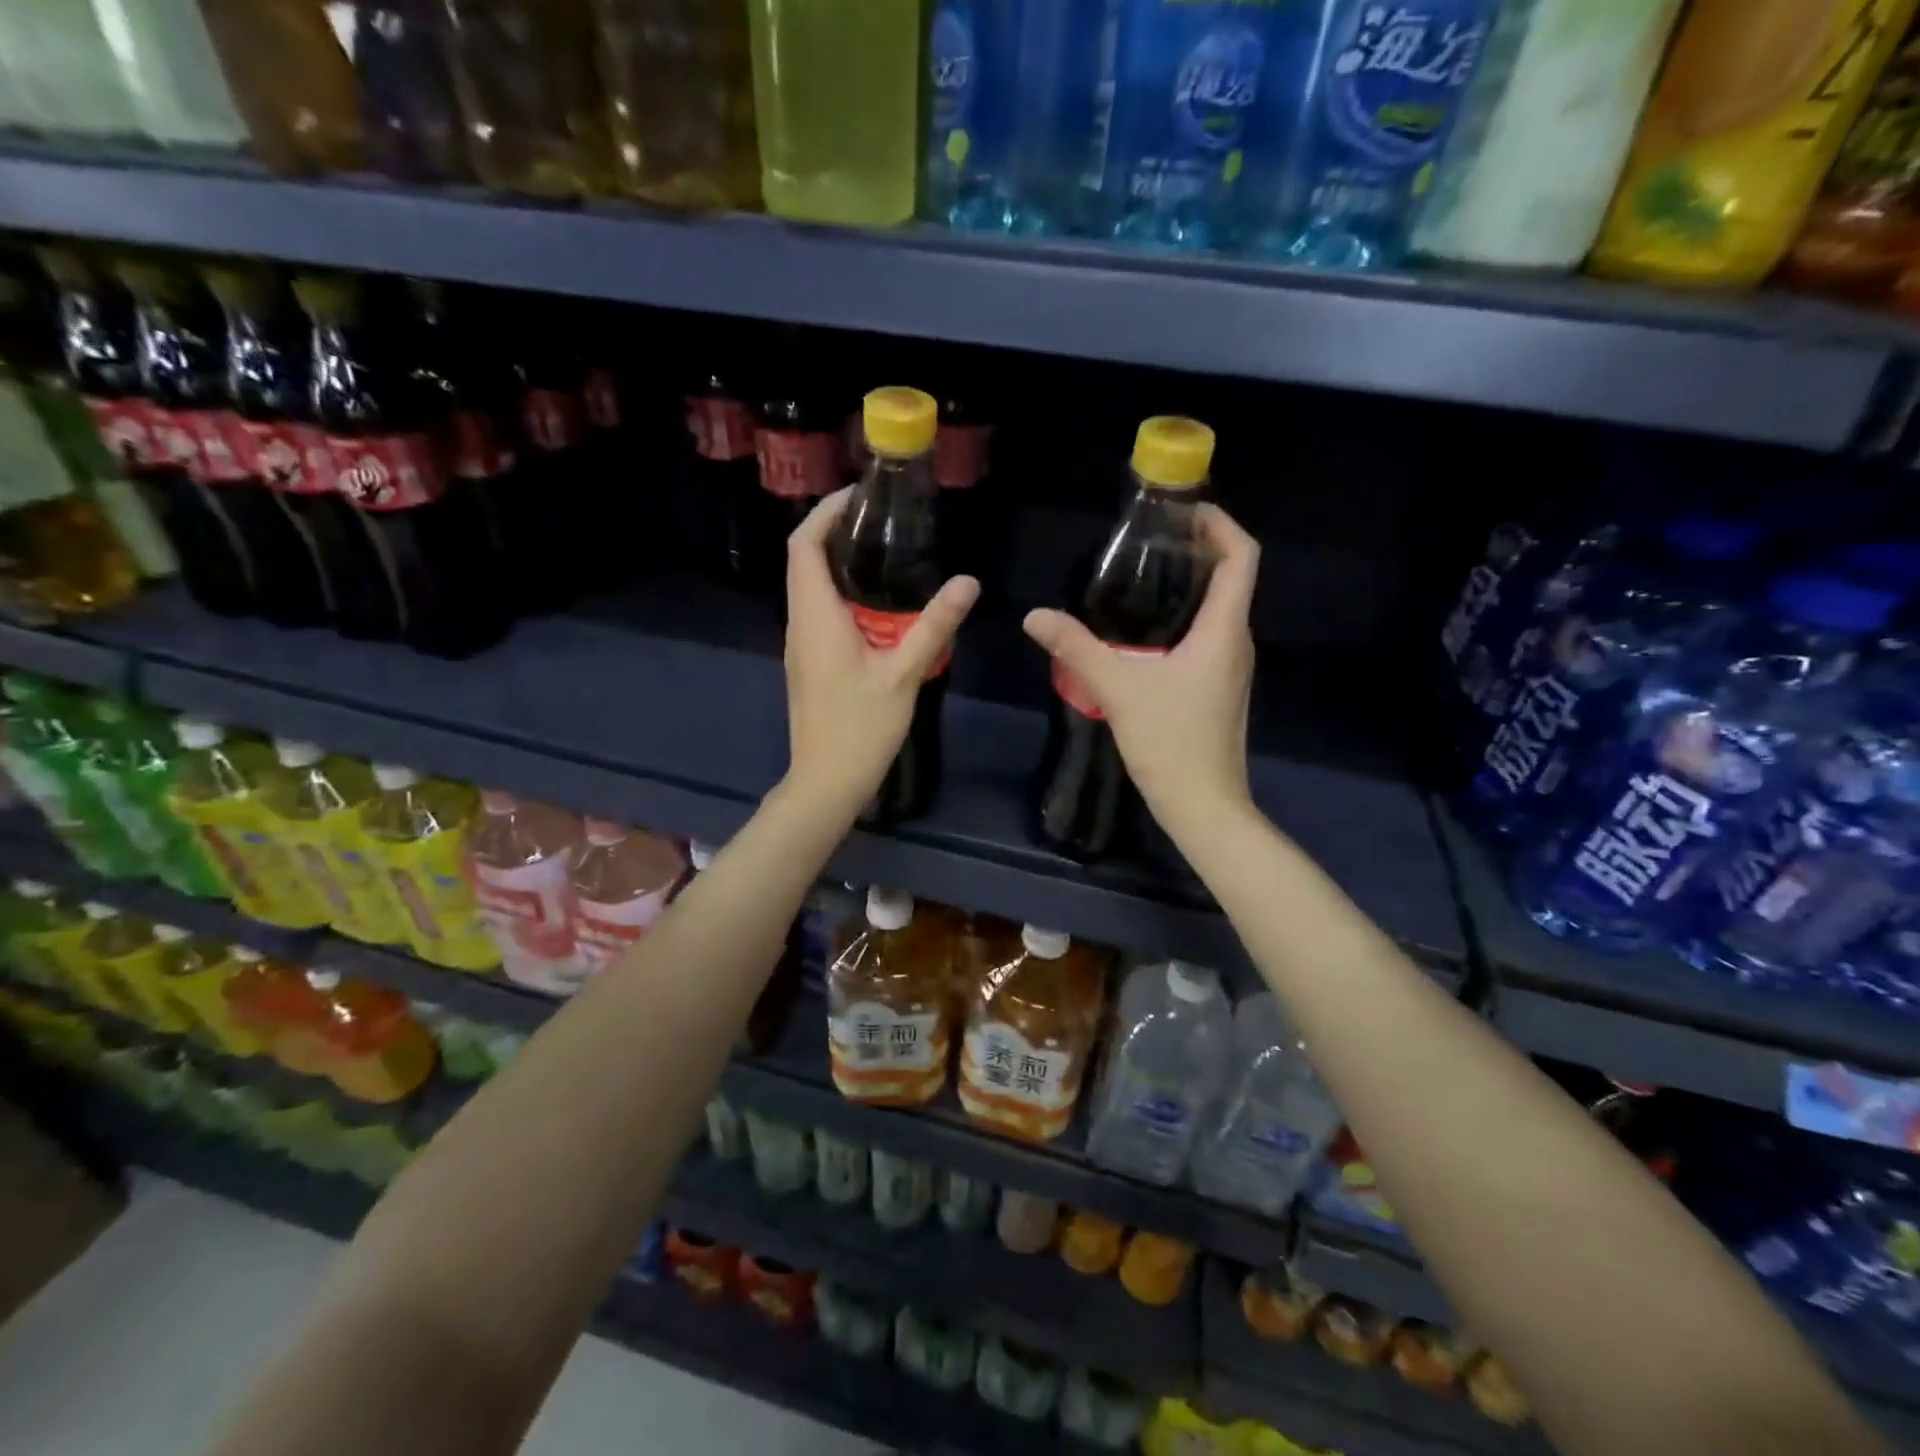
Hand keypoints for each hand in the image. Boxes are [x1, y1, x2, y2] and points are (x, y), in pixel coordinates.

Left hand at [782, 489, 979, 819]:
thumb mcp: (903, 675)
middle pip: (805, 560)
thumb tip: (968, 582)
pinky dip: (842, 593)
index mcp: (815, 618)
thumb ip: (934, 626)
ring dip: (840, 563)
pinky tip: (879, 604)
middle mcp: (800, 624)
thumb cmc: (860, 729)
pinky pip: (819, 612)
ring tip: (886, 551)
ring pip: (811, 587)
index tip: (860, 496)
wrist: (826, 783)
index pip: (803, 546)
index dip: (824, 512)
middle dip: (836, 531)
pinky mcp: (809, 662)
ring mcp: (801, 645)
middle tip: (884, 520)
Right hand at [1022, 503, 1257, 830]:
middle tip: (1152, 538)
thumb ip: (1076, 648)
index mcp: (1224, 630)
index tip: (1184, 510)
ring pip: (1221, 608)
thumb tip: (1034, 616)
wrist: (1203, 805)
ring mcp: (1231, 667)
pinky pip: (1210, 635)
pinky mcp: (1220, 687)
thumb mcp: (1118, 689)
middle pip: (1233, 577)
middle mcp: (1236, 641)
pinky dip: (1187, 616)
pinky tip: (1148, 630)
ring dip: (1193, 583)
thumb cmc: (1171, 742)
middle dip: (1200, 548)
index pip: (1242, 556)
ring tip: (1146, 574)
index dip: (1220, 524)